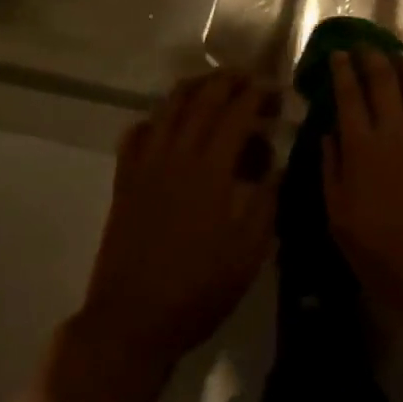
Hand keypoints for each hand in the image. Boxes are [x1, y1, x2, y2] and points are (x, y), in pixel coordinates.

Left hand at [75, 70, 279, 369]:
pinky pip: (136, 134)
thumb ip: (267, 202)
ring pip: (167, 107)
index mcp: (211, 169)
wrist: (131, 322)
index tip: (277, 92)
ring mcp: (146, 165)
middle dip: (228, 80)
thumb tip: (278, 166)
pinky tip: (166, 126)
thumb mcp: (249, 252)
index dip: (259, 95)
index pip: (237, 112)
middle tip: (249, 80)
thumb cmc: (198, 290)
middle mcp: (177, 155)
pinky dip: (154, 119)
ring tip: (212, 87)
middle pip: (202, 98)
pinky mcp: (124, 182)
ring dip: (193, 88)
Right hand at [322, 50, 402, 320]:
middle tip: (363, 46)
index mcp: (362, 147)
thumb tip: (328, 132)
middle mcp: (395, 129)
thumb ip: (331, 170)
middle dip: (371, 56)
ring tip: (393, 54)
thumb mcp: (340, 219)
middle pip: (383, 78)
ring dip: (402, 62)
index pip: (349, 94)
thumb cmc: (383, 252)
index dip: (342, 70)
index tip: (337, 54)